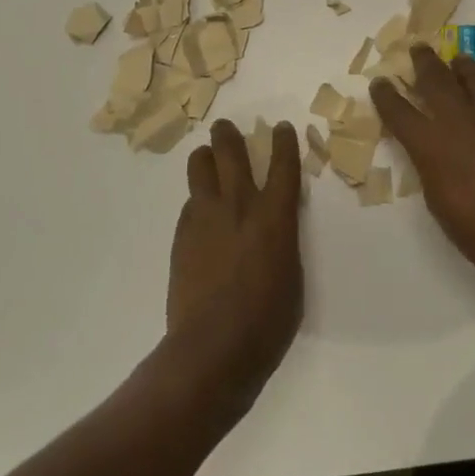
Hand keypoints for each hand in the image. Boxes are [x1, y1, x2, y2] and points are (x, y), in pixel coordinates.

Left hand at [166, 120, 304, 391]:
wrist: (214, 348)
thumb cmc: (268, 320)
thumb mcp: (292, 275)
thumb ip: (282, 240)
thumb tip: (272, 229)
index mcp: (276, 216)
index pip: (283, 165)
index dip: (284, 142)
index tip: (282, 127)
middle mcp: (239, 205)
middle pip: (230, 152)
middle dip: (228, 134)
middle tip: (225, 128)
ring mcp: (205, 217)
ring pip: (200, 168)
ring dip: (205, 159)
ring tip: (207, 159)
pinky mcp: (182, 235)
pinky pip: (190, 204)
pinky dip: (197, 200)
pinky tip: (200, 214)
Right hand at [372, 46, 474, 289]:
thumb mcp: (440, 203)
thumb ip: (432, 169)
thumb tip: (435, 154)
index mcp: (431, 145)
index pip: (399, 112)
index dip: (386, 95)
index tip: (379, 82)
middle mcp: (459, 123)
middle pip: (436, 80)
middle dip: (424, 62)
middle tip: (418, 48)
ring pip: (474, 81)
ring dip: (462, 67)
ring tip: (458, 59)